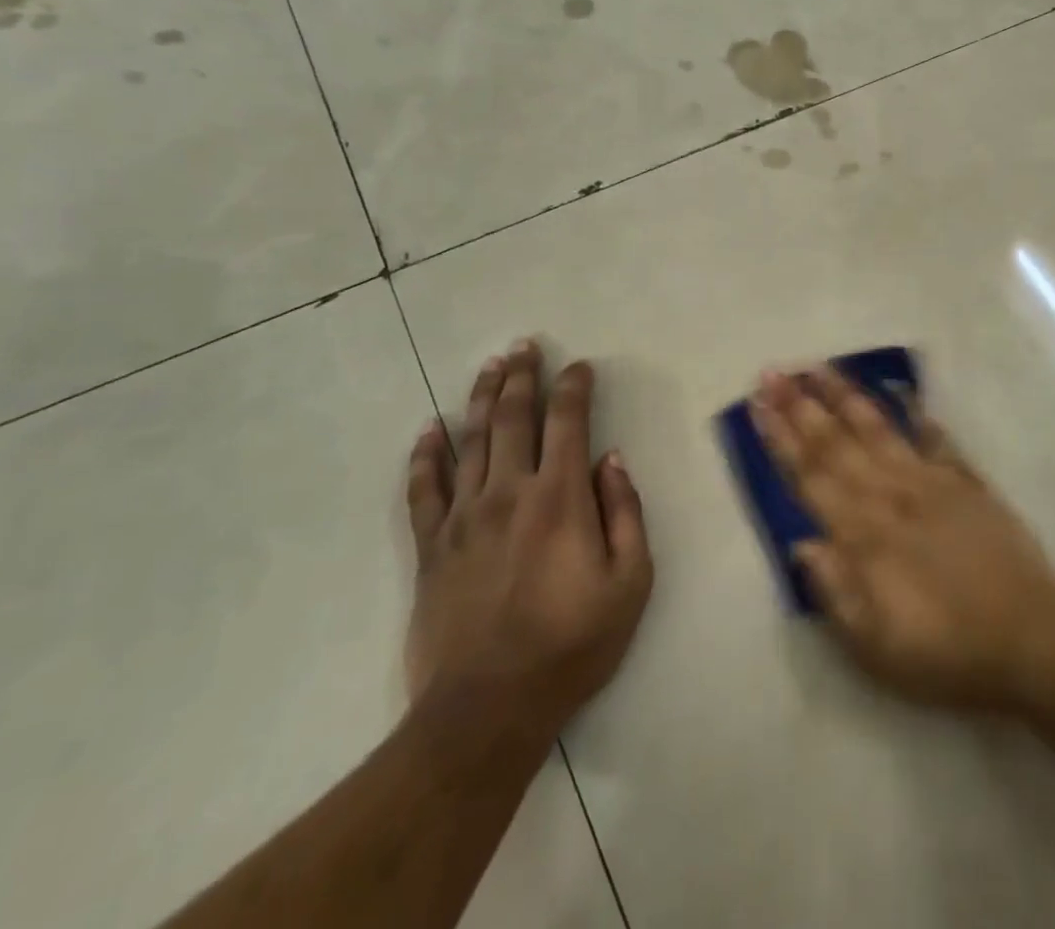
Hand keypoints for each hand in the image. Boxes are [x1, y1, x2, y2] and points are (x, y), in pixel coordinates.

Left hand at [405, 342, 652, 737]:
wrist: (488, 709)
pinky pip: (424, 490)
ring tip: (489, 366)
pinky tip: (429, 430)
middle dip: (522, 376)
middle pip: (513, 417)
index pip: (568, 422)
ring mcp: (464, 517)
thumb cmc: (572, 644)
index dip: (574, 387)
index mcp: (560, 497)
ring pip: (471, 441)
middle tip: (525, 345)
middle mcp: (510, 492)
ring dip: (481, 398)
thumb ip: (625, 512)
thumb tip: (612, 460)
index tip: (580, 366)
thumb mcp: (630, 582)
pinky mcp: (432, 547)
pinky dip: (426, 456)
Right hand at [753, 367, 1054, 712]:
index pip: (810, 475)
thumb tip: (800, 542)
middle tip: (774, 372)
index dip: (780, 439)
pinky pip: (936, 438)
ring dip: (846, 396)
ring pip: (878, 428)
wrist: (1030, 640)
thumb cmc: (944, 651)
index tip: (758, 405)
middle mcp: (890, 495)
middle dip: (800, 405)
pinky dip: (918, 414)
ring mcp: (930, 481)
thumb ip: (834, 590)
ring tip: (820, 368)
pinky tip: (903, 393)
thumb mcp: (875, 646)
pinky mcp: (967, 481)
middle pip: (836, 442)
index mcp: (863, 534)